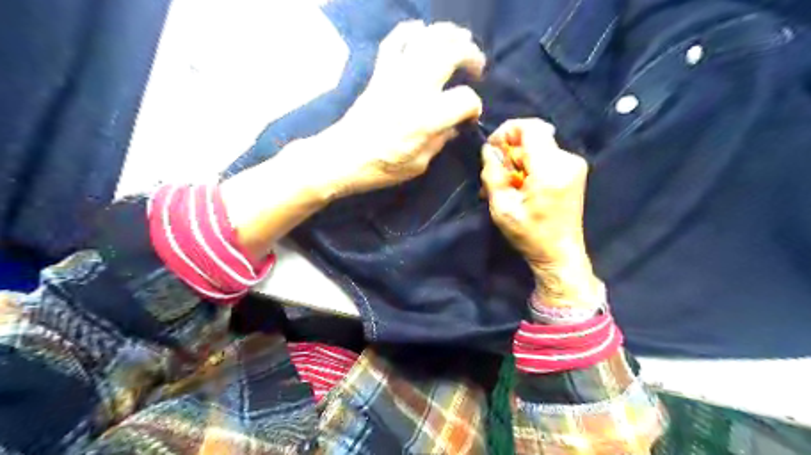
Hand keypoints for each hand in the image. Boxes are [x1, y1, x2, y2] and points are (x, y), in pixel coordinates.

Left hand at [301, 19, 482, 198]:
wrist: (343, 157)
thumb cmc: (382, 167)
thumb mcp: (419, 165)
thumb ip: (440, 141)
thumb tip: (454, 125)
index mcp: (428, 118)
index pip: (465, 99)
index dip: (474, 107)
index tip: (470, 116)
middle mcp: (415, 89)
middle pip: (451, 53)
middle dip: (471, 56)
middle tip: (477, 68)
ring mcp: (395, 76)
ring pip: (427, 38)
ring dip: (449, 34)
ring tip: (460, 40)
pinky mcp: (380, 73)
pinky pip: (394, 41)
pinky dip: (409, 30)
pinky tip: (421, 31)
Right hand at [477, 118, 604, 307]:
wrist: (560, 253)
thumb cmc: (530, 235)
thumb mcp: (502, 208)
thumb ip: (493, 175)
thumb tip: (489, 150)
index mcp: (550, 169)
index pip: (529, 127)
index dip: (506, 131)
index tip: (493, 150)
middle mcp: (567, 160)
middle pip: (533, 137)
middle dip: (510, 152)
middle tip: (497, 176)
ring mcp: (574, 164)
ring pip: (538, 146)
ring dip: (518, 161)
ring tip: (507, 186)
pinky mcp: (574, 170)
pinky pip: (545, 155)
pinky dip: (530, 165)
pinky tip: (522, 186)